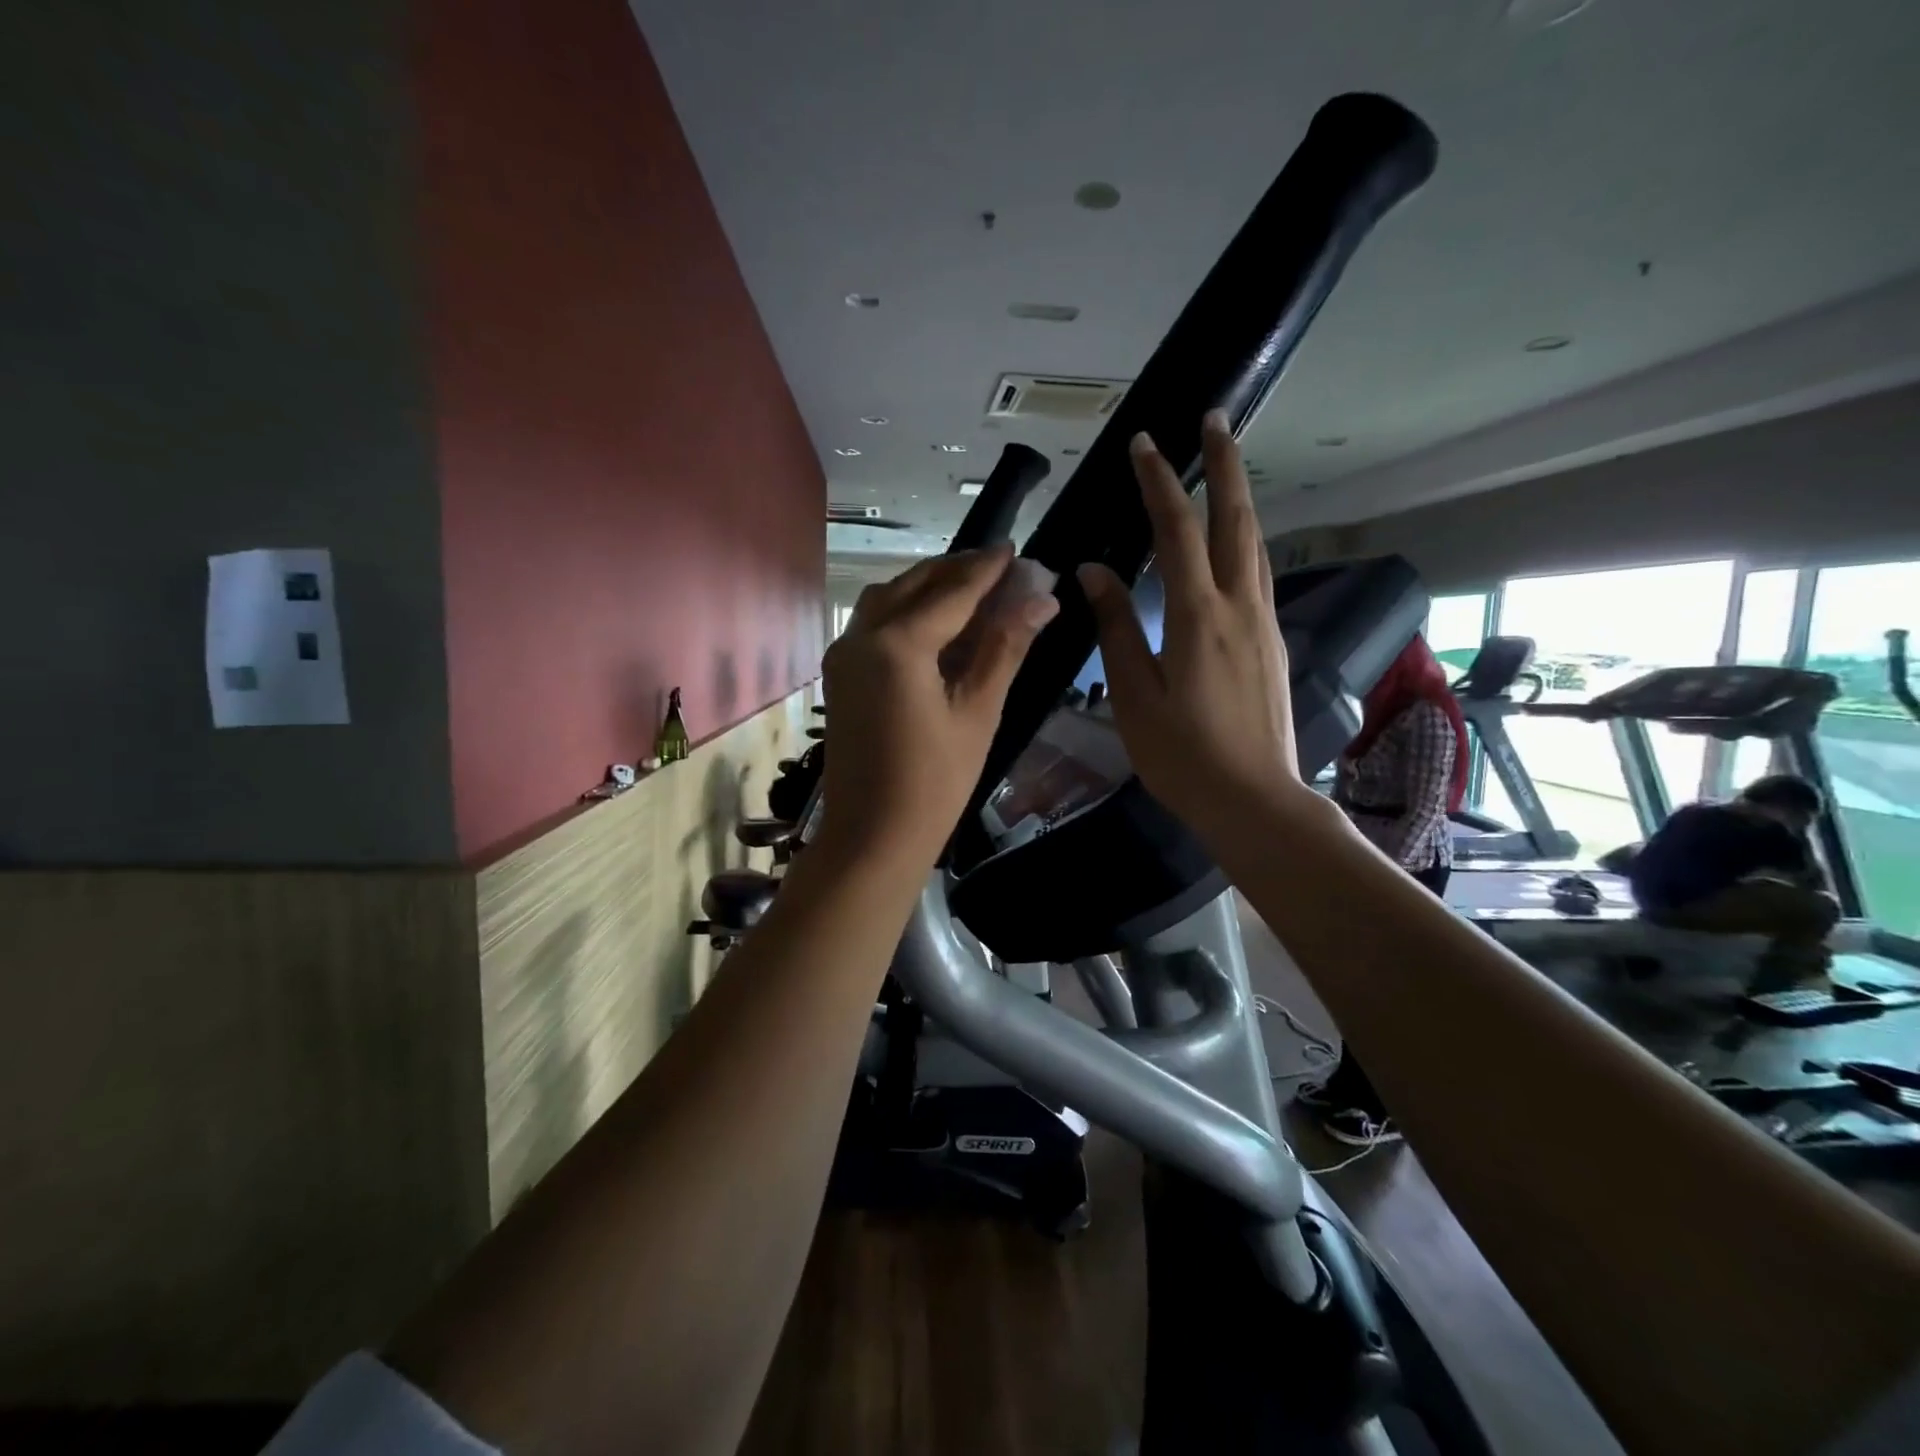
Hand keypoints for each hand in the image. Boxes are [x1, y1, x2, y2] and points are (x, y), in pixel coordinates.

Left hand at [818, 545, 1058, 867]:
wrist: (872, 836)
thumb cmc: (935, 782)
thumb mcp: (978, 712)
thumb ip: (1004, 648)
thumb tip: (1043, 600)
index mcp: (898, 644)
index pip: (951, 592)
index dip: (986, 569)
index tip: (1014, 548)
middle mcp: (861, 637)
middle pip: (913, 585)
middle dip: (955, 571)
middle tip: (996, 567)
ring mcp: (843, 655)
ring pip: (887, 600)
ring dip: (926, 587)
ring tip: (968, 590)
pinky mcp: (839, 675)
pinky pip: (873, 625)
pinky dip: (905, 612)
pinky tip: (934, 624)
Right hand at [1078, 411, 1305, 843]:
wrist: (1254, 800)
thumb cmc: (1183, 755)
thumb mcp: (1134, 694)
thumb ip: (1116, 628)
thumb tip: (1094, 571)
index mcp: (1199, 616)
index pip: (1178, 530)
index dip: (1159, 483)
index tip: (1145, 443)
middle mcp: (1240, 607)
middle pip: (1237, 520)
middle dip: (1224, 466)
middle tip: (1214, 420)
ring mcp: (1264, 624)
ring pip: (1256, 544)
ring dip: (1240, 498)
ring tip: (1225, 466)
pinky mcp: (1272, 643)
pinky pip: (1260, 574)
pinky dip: (1245, 540)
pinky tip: (1235, 542)